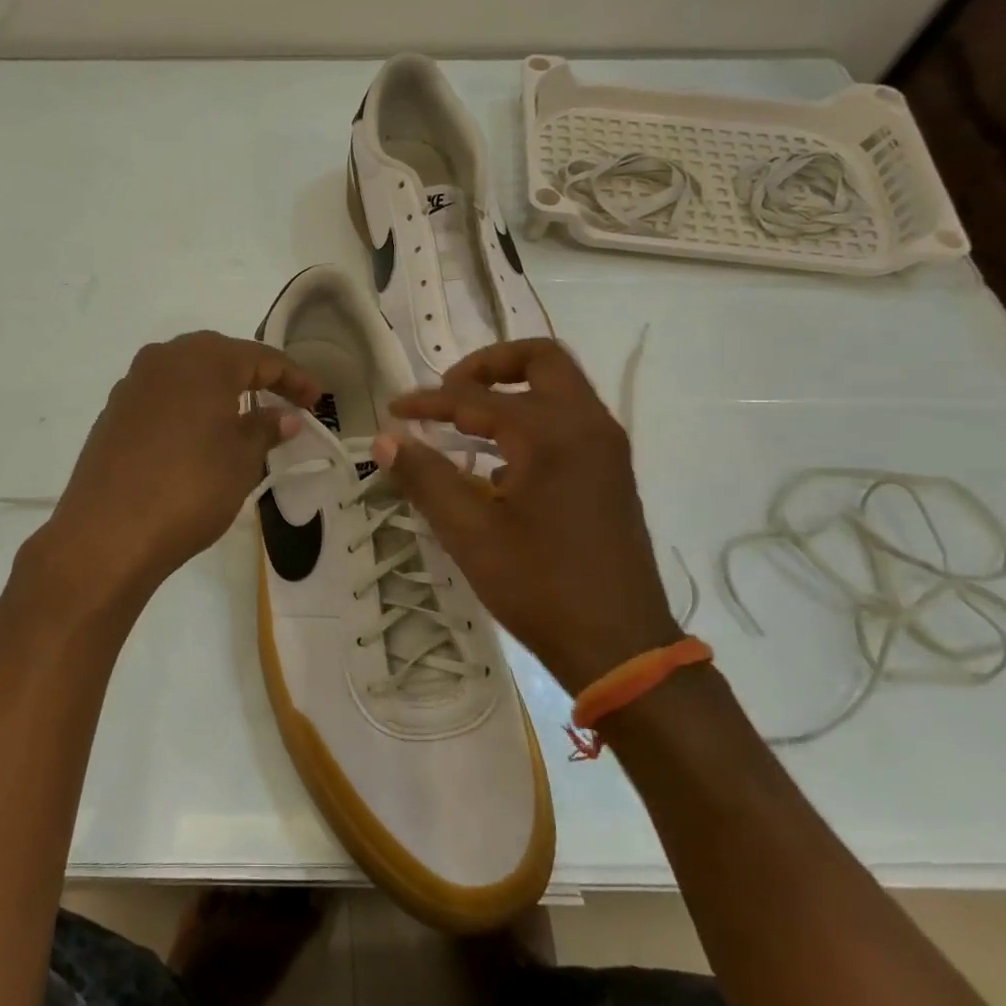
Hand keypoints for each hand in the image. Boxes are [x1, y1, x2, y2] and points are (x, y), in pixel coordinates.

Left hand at [42, 332, 320, 603]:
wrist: (107, 534)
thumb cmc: (189, 490)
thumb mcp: (241, 461)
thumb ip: (265, 429)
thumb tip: (283, 416)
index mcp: (203, 360)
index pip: (261, 358)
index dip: (293, 378)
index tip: (316, 401)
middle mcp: (164, 359)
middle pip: (220, 356)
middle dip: (254, 376)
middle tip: (281, 401)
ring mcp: (133, 384)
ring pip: (187, 374)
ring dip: (218, 390)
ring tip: (241, 417)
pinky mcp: (113, 412)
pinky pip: (162, 396)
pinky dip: (187, 406)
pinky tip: (196, 435)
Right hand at [374, 339, 680, 692]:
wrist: (619, 646)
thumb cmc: (539, 585)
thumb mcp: (469, 533)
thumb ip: (425, 477)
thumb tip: (386, 439)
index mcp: (551, 433)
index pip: (476, 397)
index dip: (428, 401)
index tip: (394, 412)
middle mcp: (586, 425)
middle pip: (540, 359)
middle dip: (487, 365)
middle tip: (448, 392)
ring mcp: (606, 448)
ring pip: (559, 388)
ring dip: (511, 392)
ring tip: (464, 425)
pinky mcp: (611, 472)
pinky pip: (569, 421)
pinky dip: (531, 422)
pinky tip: (499, 467)